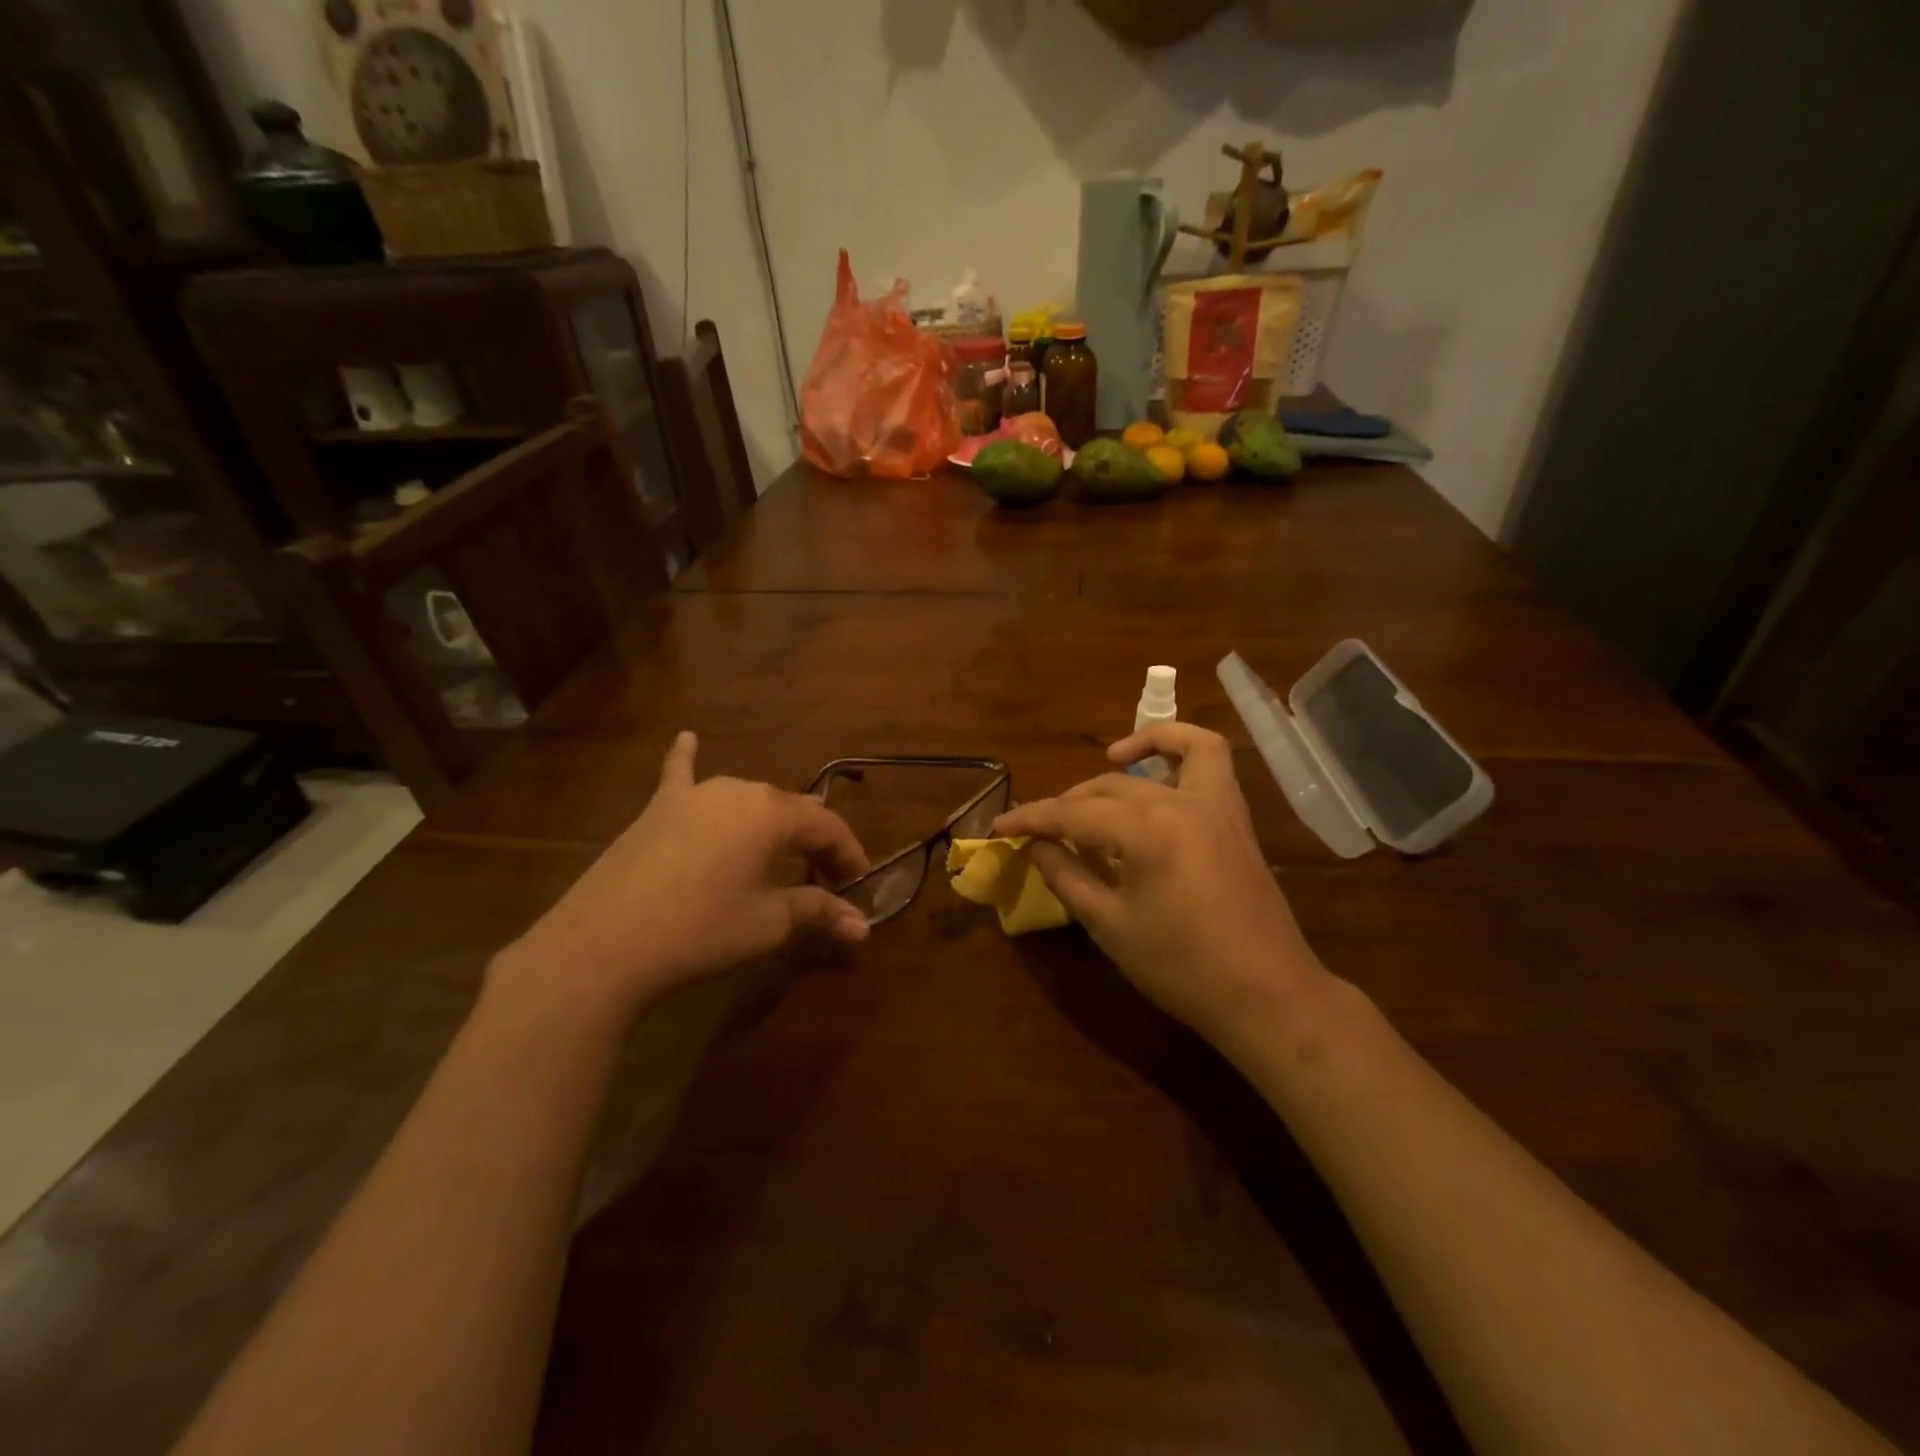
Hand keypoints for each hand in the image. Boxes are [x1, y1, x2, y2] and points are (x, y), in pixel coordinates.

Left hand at [493, 732, 869, 1020]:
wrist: (604, 944)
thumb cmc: (701, 929)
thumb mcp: (768, 923)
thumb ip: (819, 913)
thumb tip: (863, 927)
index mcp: (773, 813)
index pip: (827, 827)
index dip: (849, 854)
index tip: (859, 883)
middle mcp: (739, 790)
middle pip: (791, 810)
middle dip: (814, 841)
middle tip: (825, 876)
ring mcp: (694, 794)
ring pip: (748, 798)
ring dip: (772, 819)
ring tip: (785, 841)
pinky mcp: (658, 809)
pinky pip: (678, 775)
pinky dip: (687, 759)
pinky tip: (686, 737)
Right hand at [993, 723, 1330, 1049]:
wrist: (1265, 994)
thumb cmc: (1180, 968)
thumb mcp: (1109, 926)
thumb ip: (1066, 875)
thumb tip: (1036, 845)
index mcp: (1146, 832)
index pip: (1072, 814)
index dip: (1031, 819)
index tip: (1000, 827)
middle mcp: (1180, 802)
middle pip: (1106, 790)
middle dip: (1065, 807)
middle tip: (1039, 833)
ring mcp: (1214, 803)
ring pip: (1156, 762)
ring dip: (1120, 764)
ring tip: (1096, 779)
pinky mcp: (1233, 814)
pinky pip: (1208, 758)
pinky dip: (1178, 747)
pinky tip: (1153, 767)